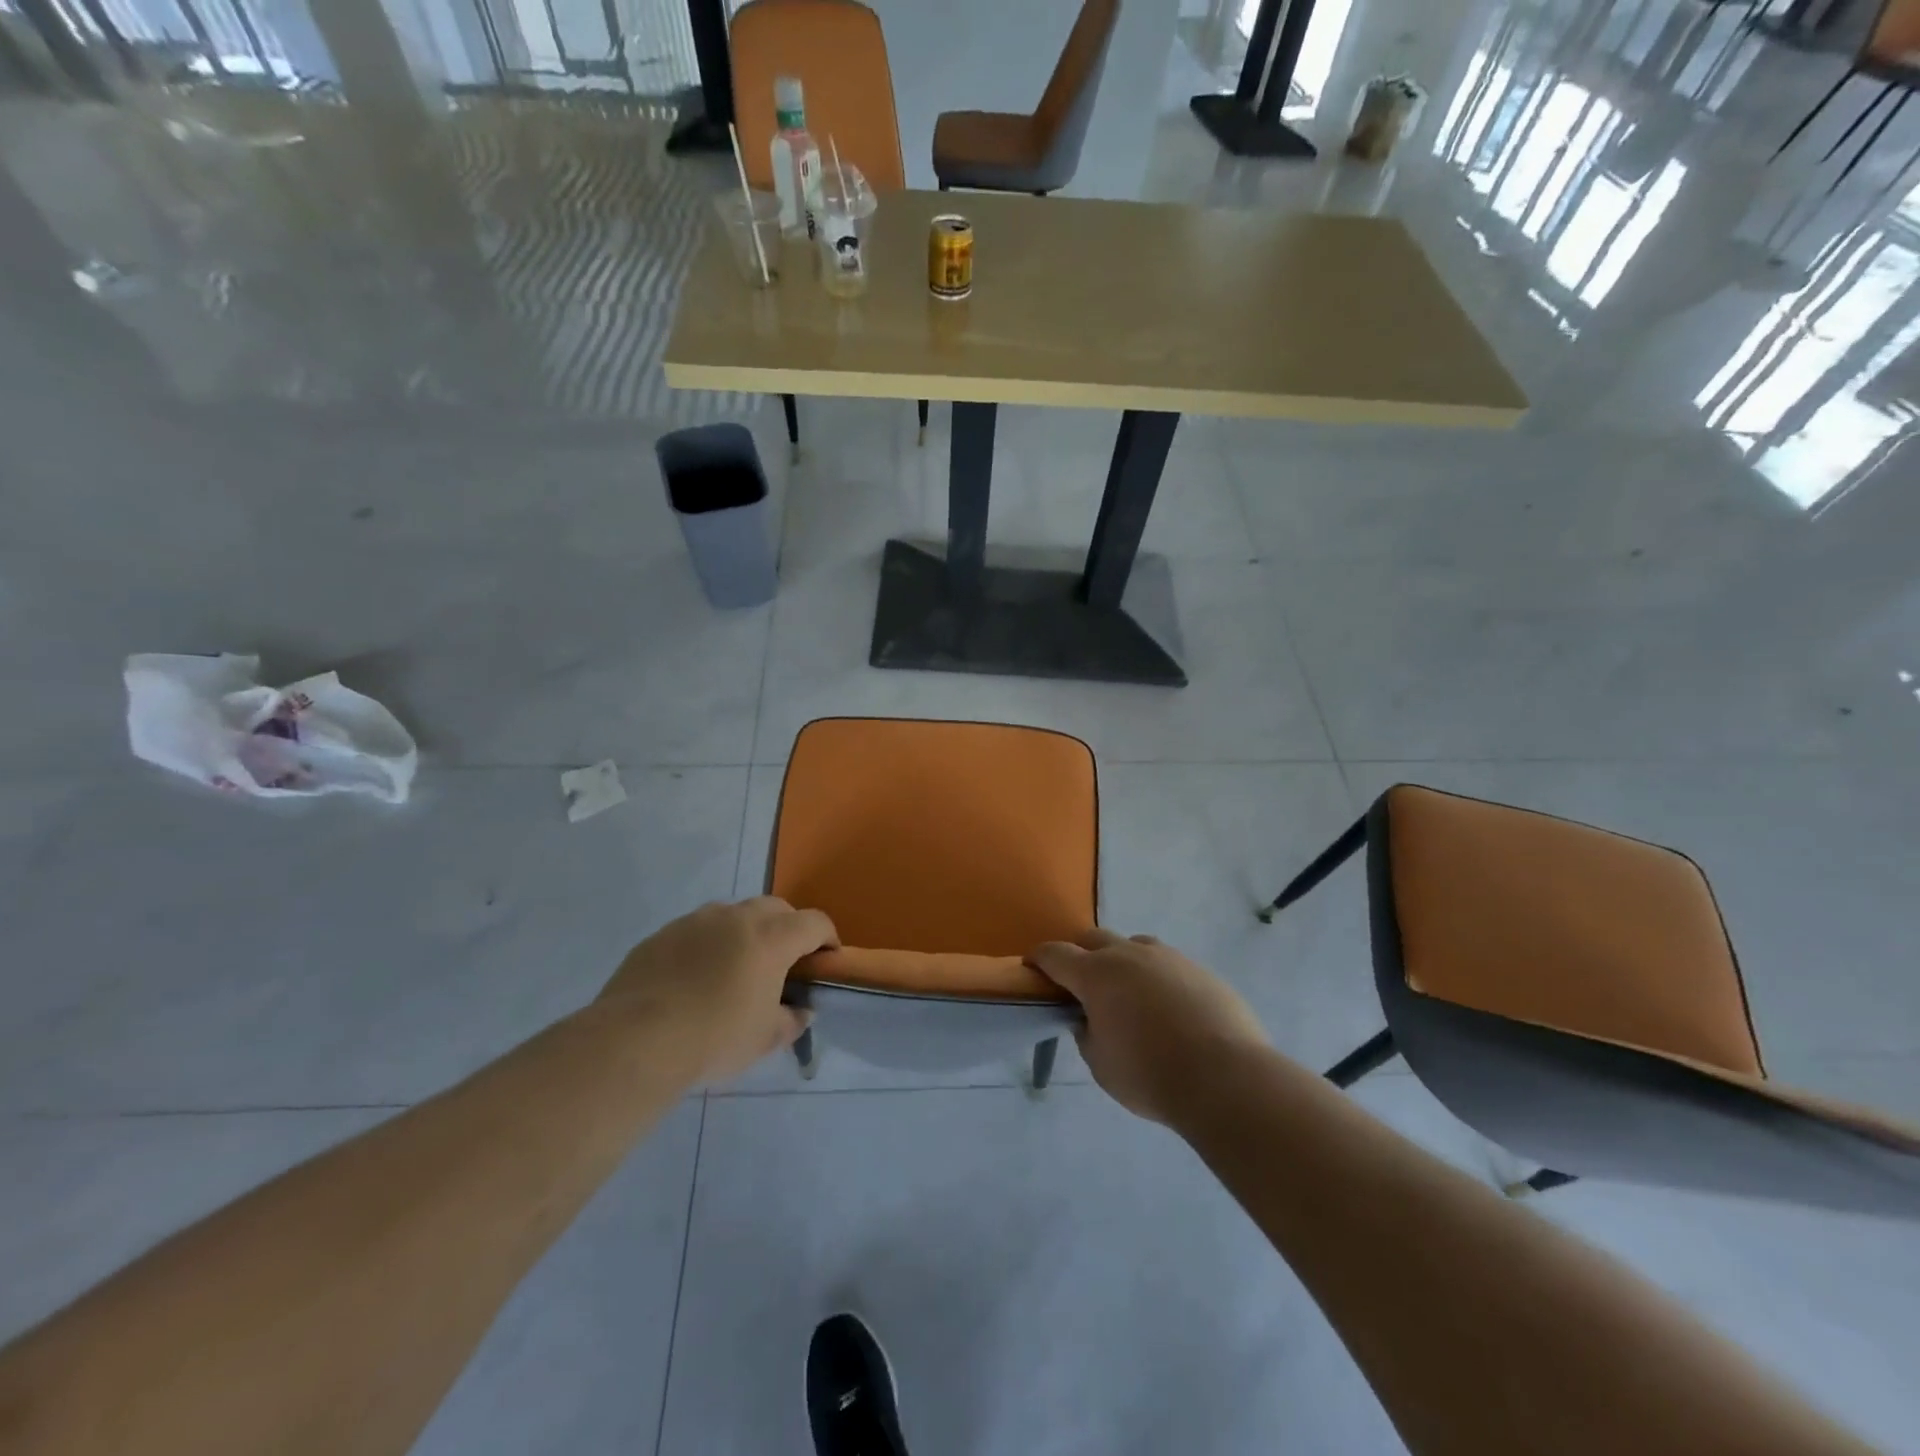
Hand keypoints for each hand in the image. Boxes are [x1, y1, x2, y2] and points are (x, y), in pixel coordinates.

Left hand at [600, 897, 836, 1084]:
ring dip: (745, 932)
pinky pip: (696, 931)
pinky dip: (707, 945)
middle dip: (788, 928)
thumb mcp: (765, 1039)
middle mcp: (736, 917)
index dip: (827, 939)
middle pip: (776, 908)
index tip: (827, 960)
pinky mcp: (662, 934)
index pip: (814, 922)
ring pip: (733, 914)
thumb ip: (791, 1020)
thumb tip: (801, 1010)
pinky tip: (695, 979)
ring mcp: (695, 921)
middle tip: (784, 962)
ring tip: (736, 968)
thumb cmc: (714, 1037)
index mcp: (771, 937)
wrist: (635, 1040)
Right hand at [1027, 929, 1269, 1124]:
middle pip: (1093, 938)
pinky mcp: (1200, 969)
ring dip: (1122, 961)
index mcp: (1096, 974)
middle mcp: (1129, 954)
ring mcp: (1168, 957)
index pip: (1055, 954)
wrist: (1226, 1078)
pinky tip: (1168, 1010)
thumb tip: (1090, 1019)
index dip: (1039, 959)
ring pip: (1134, 946)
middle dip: (1080, 954)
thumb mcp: (1100, 1065)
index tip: (1033, 967)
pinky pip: (1167, 965)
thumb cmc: (1150, 1074)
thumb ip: (1087, 1034)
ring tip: (1129, 995)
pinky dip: (1157, 979)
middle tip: (1080, 983)